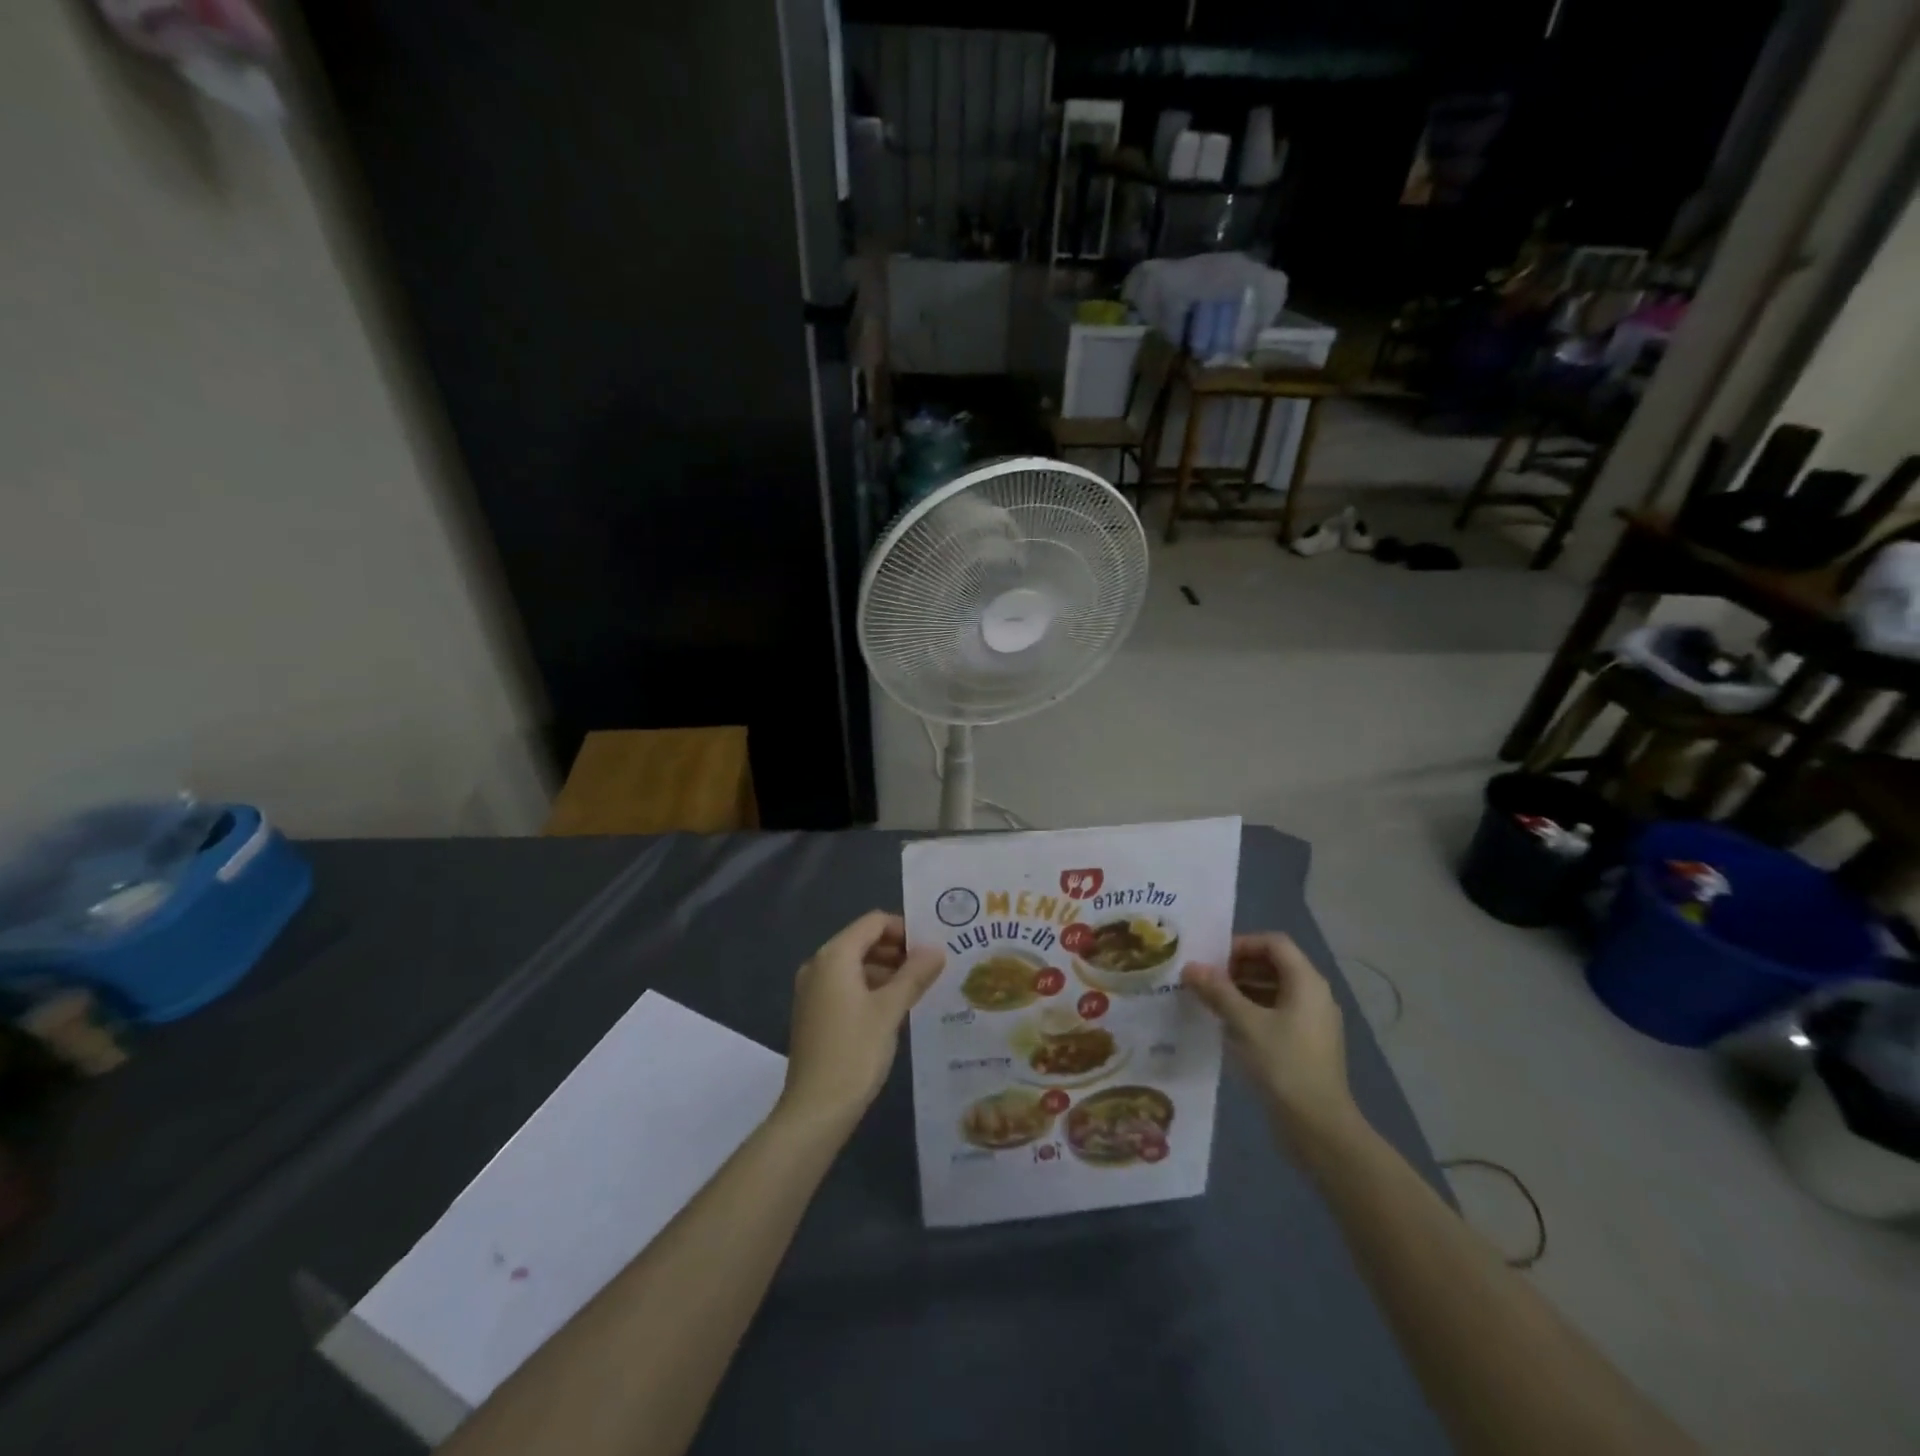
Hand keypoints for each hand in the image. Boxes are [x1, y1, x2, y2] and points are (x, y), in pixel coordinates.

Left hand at [779, 911, 944, 1129]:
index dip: (904, 929)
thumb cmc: (855, 1051)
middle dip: (897, 950)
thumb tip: (936, 949)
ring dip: (886, 970)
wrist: (816, 1109)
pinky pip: (846, 986)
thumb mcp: (890, 1009)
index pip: (873, 923)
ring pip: (855, 965)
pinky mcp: (814, 1013)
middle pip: (863, 941)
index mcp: (834, 956)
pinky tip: (894, 1008)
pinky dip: (870, 988)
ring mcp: (812, 990)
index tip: (932, 946)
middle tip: (930, 968)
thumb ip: (914, 974)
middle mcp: (818, 965)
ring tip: (918, 988)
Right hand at [1182, 933, 1360, 1146]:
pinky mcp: (1308, 1044)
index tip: (1212, 958)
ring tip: (1210, 1000)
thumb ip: (1217, 991)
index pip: (1274, 943)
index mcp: (1306, 982)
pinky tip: (1228, 1026)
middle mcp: (1315, 995)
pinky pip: (1278, 1013)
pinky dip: (1253, 1011)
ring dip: (1243, 990)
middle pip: (1275, 965)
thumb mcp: (1244, 1024)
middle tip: (1205, 979)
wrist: (1319, 1127)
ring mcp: (1314, 1021)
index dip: (1242, 944)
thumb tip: (1190, 967)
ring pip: (1275, 990)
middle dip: (1238, 967)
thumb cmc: (1283, 1065)